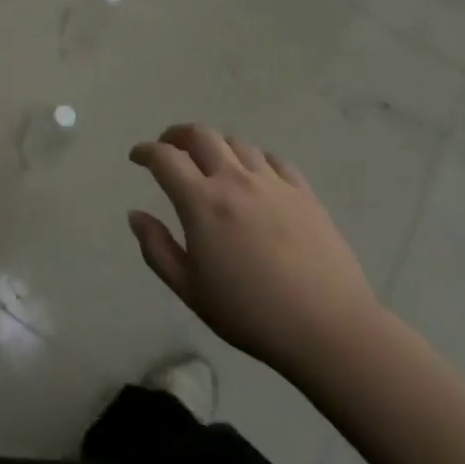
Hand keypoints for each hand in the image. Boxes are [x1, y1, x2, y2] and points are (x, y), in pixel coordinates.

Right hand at [128, 124, 383, 384]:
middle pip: (201, 135)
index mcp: (202, 202)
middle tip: (169, 147)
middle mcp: (234, 180)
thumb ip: (157, 248)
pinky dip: (254, 159)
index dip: (146, 151)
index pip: (165, 158)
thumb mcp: (190, 290)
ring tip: (211, 162)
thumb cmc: (250, 314)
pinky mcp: (304, 193)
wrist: (328, 329)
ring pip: (237, 143)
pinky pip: (273, 160)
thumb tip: (136, 215)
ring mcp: (273, 183)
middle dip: (178, 135)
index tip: (137, 157)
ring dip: (216, 146)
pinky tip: (254, 175)